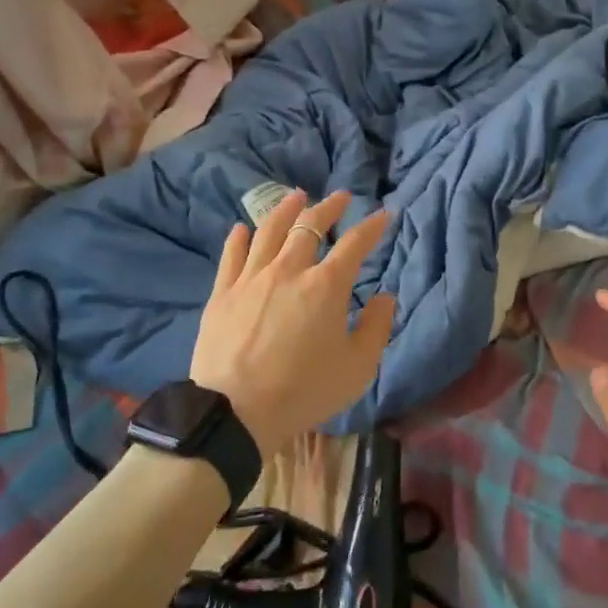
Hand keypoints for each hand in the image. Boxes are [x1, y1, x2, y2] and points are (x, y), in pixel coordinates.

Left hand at [189, 189, 394, 453]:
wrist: (235, 412)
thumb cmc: (304, 391)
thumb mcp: (358, 368)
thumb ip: (376, 328)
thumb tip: (385, 297)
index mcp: (326, 285)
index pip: (354, 244)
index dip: (371, 227)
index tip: (383, 215)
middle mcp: (289, 269)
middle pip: (310, 225)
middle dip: (329, 207)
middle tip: (340, 197)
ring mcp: (251, 278)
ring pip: (269, 230)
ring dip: (285, 209)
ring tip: (295, 196)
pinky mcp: (223, 293)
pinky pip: (231, 255)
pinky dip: (239, 238)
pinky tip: (243, 228)